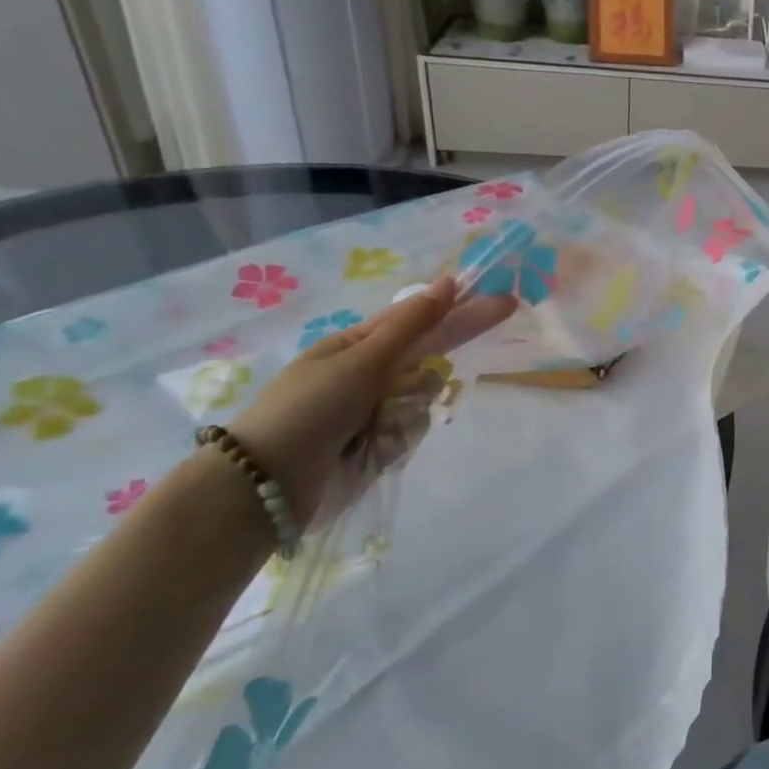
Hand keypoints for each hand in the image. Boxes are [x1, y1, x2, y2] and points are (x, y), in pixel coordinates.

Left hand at [228, 277, 512, 520]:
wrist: (268, 485)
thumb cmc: (310, 409)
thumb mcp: (362, 360)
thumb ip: (412, 325)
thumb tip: (447, 283)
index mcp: (357, 343)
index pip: (420, 317)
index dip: (460, 307)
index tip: (500, 299)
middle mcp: (370, 372)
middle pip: (429, 354)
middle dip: (450, 346)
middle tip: (498, 317)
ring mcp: (375, 409)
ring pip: (425, 395)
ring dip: (409, 407)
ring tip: (377, 425)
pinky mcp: (379, 443)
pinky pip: (413, 429)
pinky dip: (399, 437)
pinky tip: (374, 449)